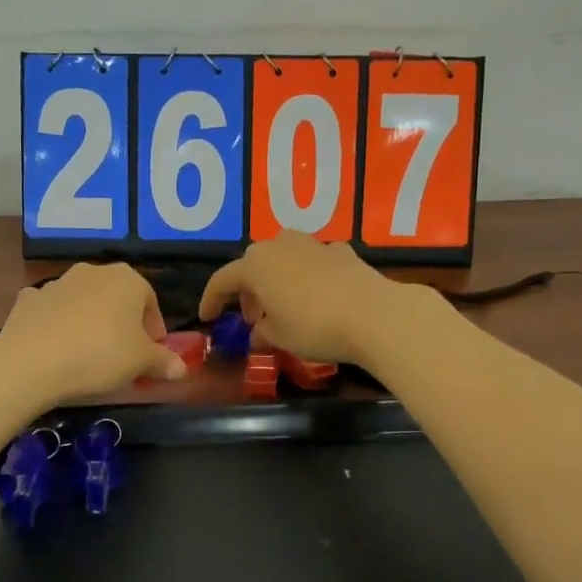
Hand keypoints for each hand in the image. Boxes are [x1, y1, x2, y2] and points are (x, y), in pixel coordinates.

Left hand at [0, 263, 186, 404]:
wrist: (32, 361)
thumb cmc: (101, 355)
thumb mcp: (141, 363)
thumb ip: (164, 362)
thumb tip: (182, 368)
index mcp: (127, 279)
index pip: (150, 302)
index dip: (154, 331)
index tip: (151, 356)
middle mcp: (93, 271)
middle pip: (116, 298)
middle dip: (122, 324)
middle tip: (122, 356)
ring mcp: (57, 283)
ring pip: (83, 303)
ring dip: (89, 322)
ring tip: (88, 356)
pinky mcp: (28, 300)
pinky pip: (51, 311)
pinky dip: (56, 325)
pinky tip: (55, 348)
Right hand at [199, 232, 404, 365]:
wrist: (374, 314)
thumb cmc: (315, 326)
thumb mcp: (281, 337)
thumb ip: (263, 332)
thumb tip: (258, 332)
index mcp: (256, 265)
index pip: (222, 280)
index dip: (212, 300)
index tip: (207, 318)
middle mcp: (280, 245)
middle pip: (253, 263)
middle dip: (248, 289)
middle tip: (254, 316)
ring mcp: (312, 244)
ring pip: (283, 256)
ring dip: (276, 278)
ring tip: (284, 305)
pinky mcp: (341, 251)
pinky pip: (312, 261)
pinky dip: (306, 276)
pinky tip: (316, 295)